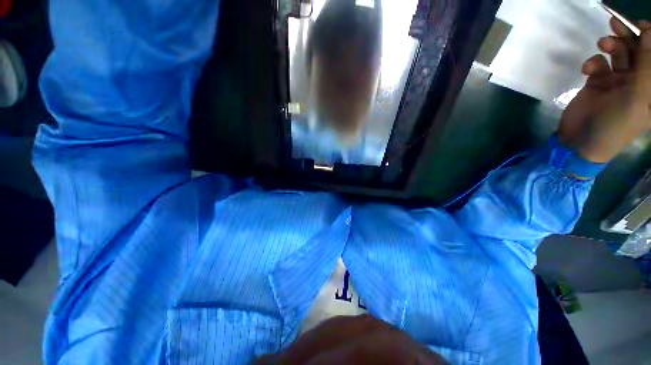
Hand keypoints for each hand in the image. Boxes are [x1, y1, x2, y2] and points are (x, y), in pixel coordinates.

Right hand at [559, 18, 650, 163]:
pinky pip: (598, 65)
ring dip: (611, 45)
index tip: (640, 26)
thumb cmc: (615, 125)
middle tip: (615, 24)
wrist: (580, 141)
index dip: (650, 40)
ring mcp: (616, 81)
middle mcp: (637, 81)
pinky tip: (587, 69)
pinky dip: (593, 62)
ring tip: (602, 44)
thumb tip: (649, 33)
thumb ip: (646, 65)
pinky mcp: (597, 82)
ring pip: (618, 54)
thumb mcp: (637, 97)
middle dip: (628, 36)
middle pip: (637, 51)